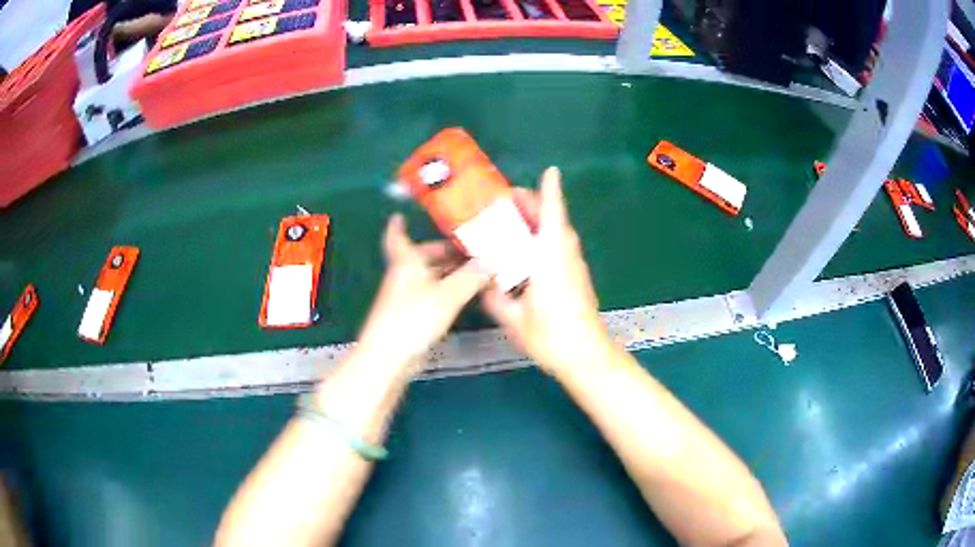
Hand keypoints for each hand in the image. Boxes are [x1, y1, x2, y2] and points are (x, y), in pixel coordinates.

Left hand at [355, 215, 490, 370]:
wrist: (389, 357)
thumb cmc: (413, 318)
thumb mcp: (448, 294)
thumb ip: (471, 277)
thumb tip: (492, 262)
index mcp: (406, 262)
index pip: (397, 237)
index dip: (398, 225)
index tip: (400, 215)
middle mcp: (404, 276)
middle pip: (421, 257)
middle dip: (444, 251)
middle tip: (470, 247)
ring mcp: (407, 298)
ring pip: (429, 277)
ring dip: (450, 272)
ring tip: (477, 269)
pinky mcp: (412, 317)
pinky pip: (433, 295)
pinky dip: (448, 290)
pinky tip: (465, 295)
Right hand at [482, 167, 611, 374]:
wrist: (586, 356)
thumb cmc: (551, 337)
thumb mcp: (513, 320)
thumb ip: (495, 298)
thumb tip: (483, 283)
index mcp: (551, 259)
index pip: (552, 215)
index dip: (551, 191)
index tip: (551, 171)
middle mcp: (566, 257)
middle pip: (555, 220)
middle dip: (536, 204)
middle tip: (509, 200)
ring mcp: (575, 267)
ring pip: (559, 234)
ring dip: (541, 221)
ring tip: (515, 221)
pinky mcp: (578, 279)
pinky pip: (560, 248)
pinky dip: (545, 239)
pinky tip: (528, 252)